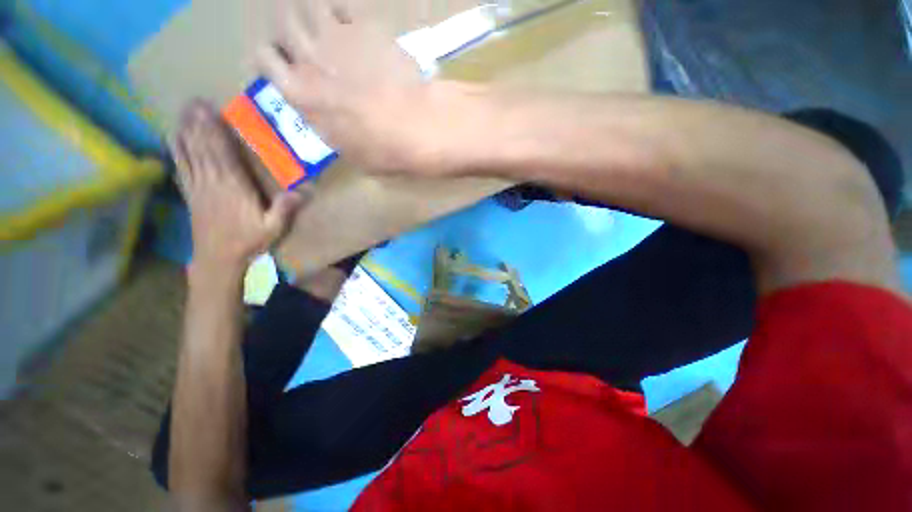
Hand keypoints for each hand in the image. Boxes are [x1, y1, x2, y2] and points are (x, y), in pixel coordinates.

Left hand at [173, 100, 305, 272]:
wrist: (217, 264)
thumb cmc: (244, 244)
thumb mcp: (270, 230)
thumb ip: (284, 210)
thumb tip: (306, 190)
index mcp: (232, 185)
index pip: (222, 151)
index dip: (215, 130)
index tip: (210, 109)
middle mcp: (213, 181)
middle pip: (204, 147)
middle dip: (198, 123)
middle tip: (191, 102)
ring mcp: (198, 188)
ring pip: (192, 155)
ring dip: (186, 133)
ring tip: (181, 113)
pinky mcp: (190, 195)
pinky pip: (182, 170)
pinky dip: (177, 154)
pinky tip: (172, 140)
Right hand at [254, 0, 437, 173]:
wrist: (410, 121)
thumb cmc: (371, 144)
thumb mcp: (328, 136)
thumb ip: (313, 109)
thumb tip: (315, 101)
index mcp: (294, 90)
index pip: (264, 57)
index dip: (268, 53)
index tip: (276, 54)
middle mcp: (307, 57)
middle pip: (285, 25)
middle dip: (289, 26)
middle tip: (300, 29)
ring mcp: (336, 38)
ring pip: (311, 7)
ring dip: (313, 11)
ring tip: (320, 17)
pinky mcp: (365, 27)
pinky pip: (345, 6)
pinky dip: (342, 9)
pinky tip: (347, 17)